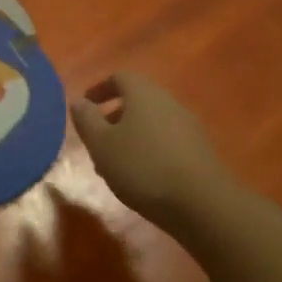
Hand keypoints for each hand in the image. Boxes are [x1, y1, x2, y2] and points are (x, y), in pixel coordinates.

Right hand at [70, 73, 233, 232]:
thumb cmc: (142, 167)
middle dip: (114, 116)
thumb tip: (79, 102)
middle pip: (137, 100)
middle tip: (96, 139)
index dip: (100, 88)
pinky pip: (166, 141)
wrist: (202, 204)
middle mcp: (168, 102)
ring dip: (130, 136)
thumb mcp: (102, 145)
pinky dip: (149, 150)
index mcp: (143, 94)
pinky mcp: (200, 151)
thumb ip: (87, 120)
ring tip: (115, 164)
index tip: (86, 105)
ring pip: (151, 122)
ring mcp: (188, 126)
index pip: (119, 77)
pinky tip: (141, 177)